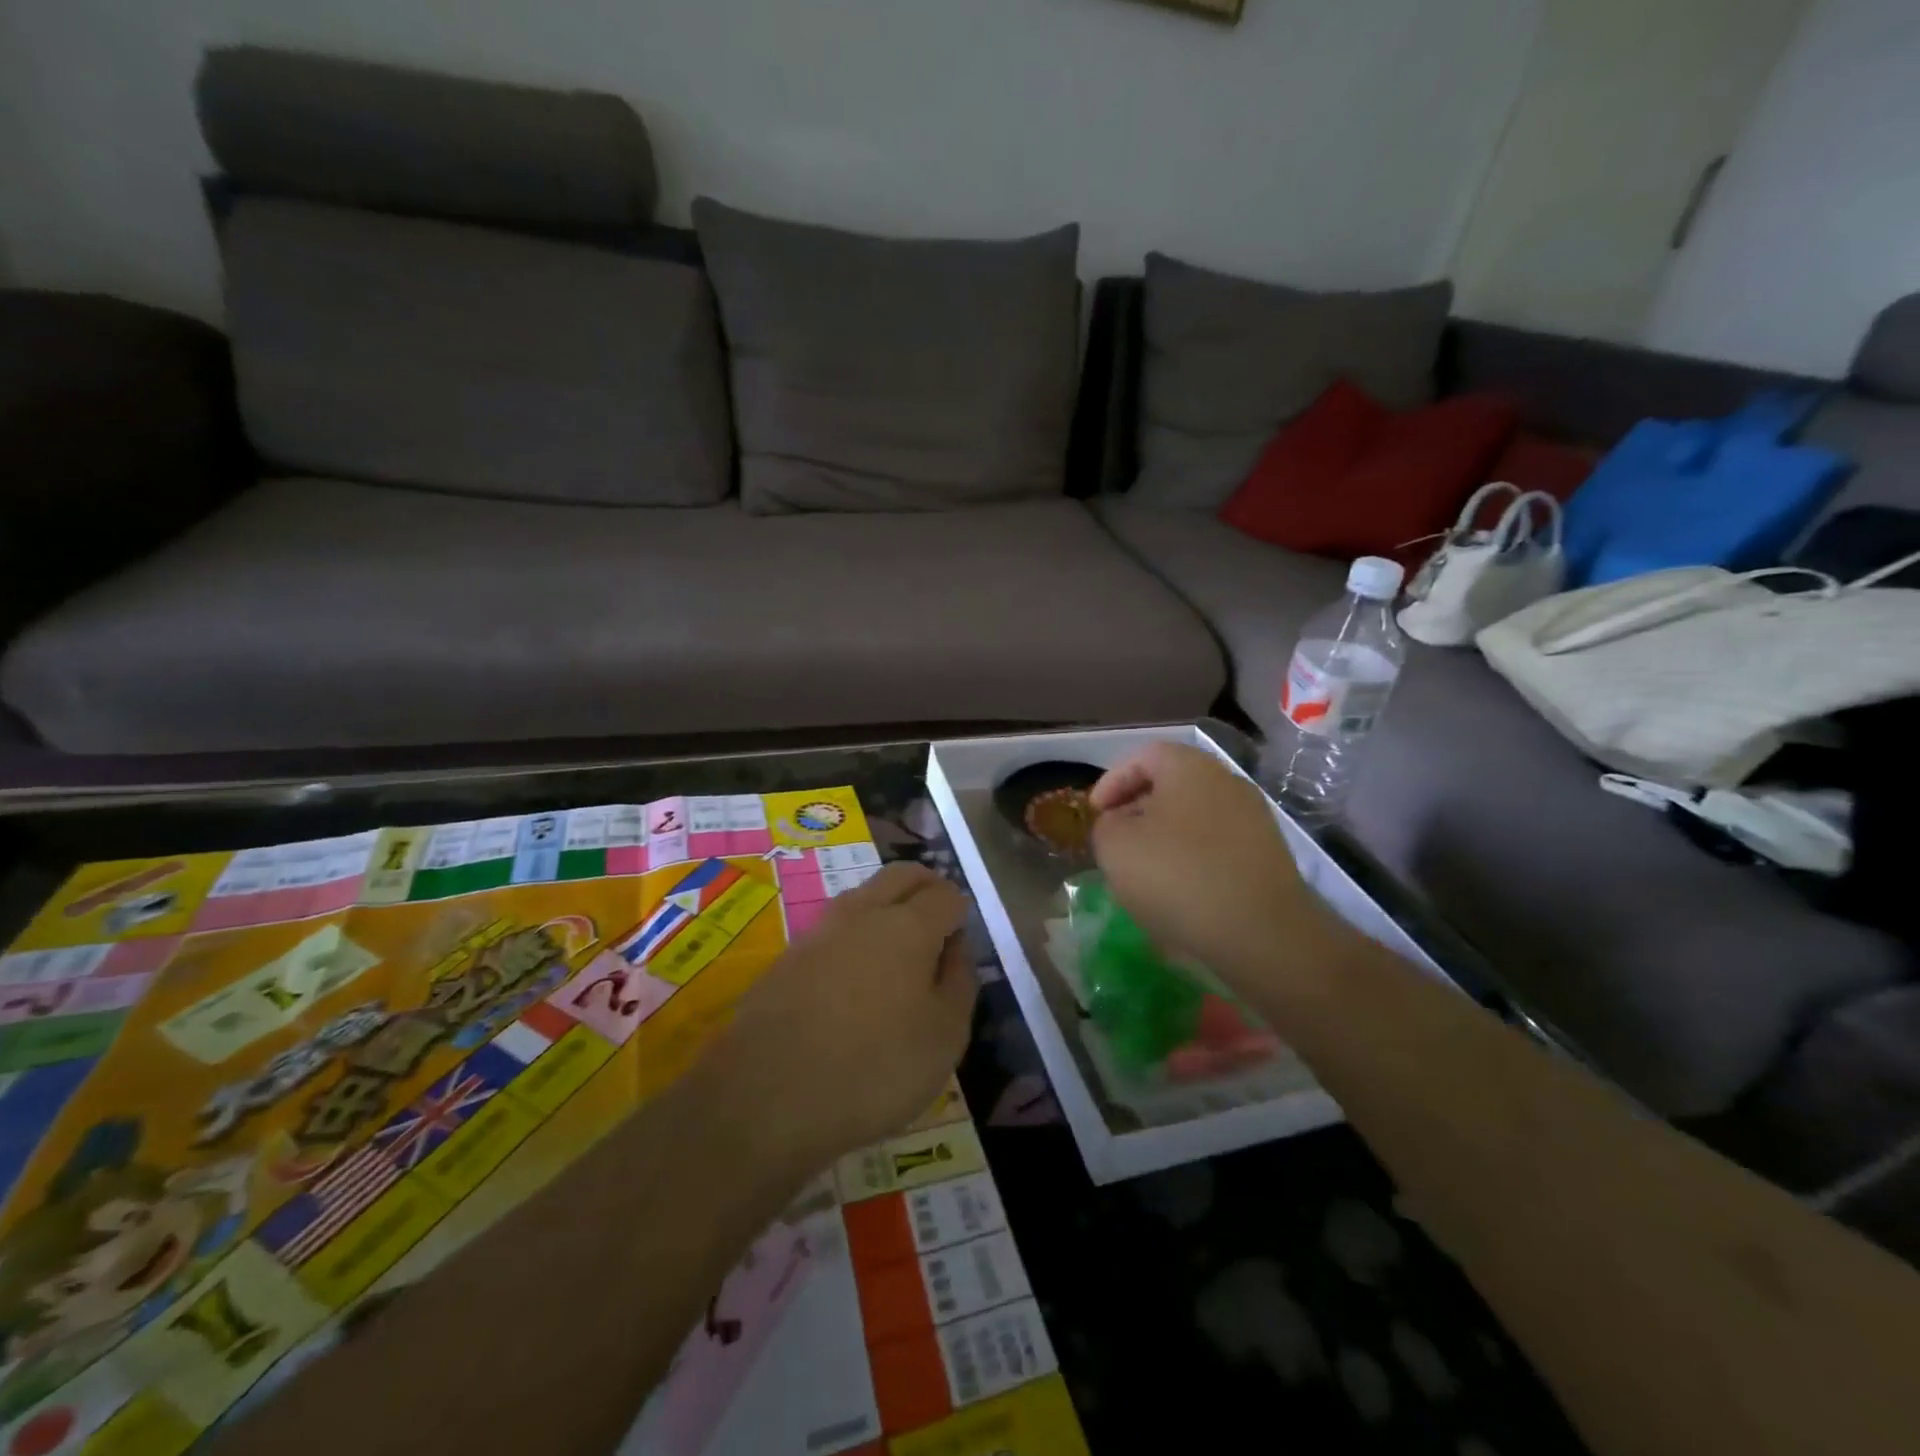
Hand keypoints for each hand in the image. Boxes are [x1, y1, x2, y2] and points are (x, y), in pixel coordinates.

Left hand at [706, 862, 977, 1171]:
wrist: (766, 1097)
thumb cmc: (874, 1068)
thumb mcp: (945, 1037)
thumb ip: (959, 982)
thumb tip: (955, 948)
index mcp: (908, 925)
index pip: (945, 895)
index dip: (960, 914)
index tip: (961, 944)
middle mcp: (863, 912)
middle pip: (902, 876)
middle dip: (926, 887)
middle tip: (939, 921)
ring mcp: (819, 930)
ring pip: (864, 895)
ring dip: (888, 906)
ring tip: (898, 949)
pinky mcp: (788, 956)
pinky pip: (834, 928)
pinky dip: (855, 936)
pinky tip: (854, 977)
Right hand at [1090, 743, 1336, 984]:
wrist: (1262, 934)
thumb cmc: (1178, 876)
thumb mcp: (1115, 847)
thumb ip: (1106, 825)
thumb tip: (1120, 824)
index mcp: (1190, 767)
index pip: (1143, 756)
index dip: (1112, 782)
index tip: (1095, 814)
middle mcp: (1227, 782)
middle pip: (1171, 785)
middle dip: (1138, 810)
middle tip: (1115, 840)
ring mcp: (1254, 819)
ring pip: (1194, 817)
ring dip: (1165, 837)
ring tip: (1144, 871)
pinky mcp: (1268, 855)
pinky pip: (1217, 845)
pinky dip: (1192, 859)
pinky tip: (1180, 891)